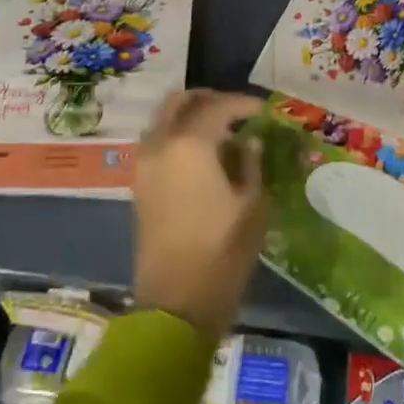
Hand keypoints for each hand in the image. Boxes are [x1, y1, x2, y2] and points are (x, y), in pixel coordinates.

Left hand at [132, 90, 268, 340]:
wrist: (176, 303)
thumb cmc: (223, 252)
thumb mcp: (253, 205)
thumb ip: (251, 164)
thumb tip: (251, 142)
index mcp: (190, 145)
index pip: (218, 106)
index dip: (243, 103)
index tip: (263, 110)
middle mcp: (161, 145)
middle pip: (179, 102)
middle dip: (209, 100)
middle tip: (236, 112)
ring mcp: (145, 164)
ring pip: (163, 119)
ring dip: (190, 115)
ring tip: (221, 132)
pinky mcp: (139, 184)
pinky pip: (157, 142)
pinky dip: (177, 135)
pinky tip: (203, 155)